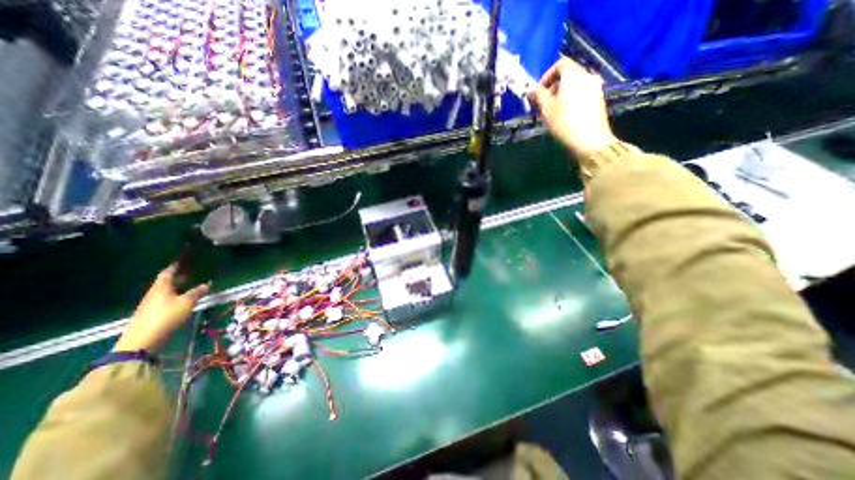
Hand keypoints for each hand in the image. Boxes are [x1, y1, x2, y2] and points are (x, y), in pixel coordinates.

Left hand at [112, 263, 209, 352]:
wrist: (143, 340)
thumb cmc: (166, 316)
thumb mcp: (187, 302)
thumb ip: (197, 292)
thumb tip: (207, 284)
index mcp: (161, 287)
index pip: (168, 273)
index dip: (175, 266)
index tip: (183, 260)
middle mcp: (154, 293)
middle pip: (166, 282)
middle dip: (178, 278)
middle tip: (191, 273)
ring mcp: (151, 304)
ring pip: (166, 292)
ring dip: (177, 288)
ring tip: (190, 286)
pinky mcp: (152, 314)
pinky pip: (166, 300)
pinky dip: (175, 297)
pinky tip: (183, 300)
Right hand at [529, 57, 613, 159]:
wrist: (589, 141)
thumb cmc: (564, 123)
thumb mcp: (546, 109)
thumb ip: (538, 96)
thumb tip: (531, 90)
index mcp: (574, 75)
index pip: (560, 64)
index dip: (546, 76)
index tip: (538, 92)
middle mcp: (588, 77)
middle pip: (568, 75)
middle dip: (553, 88)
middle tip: (542, 105)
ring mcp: (595, 89)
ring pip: (575, 86)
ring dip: (561, 96)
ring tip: (551, 113)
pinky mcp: (598, 102)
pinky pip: (581, 95)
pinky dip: (571, 101)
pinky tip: (564, 117)